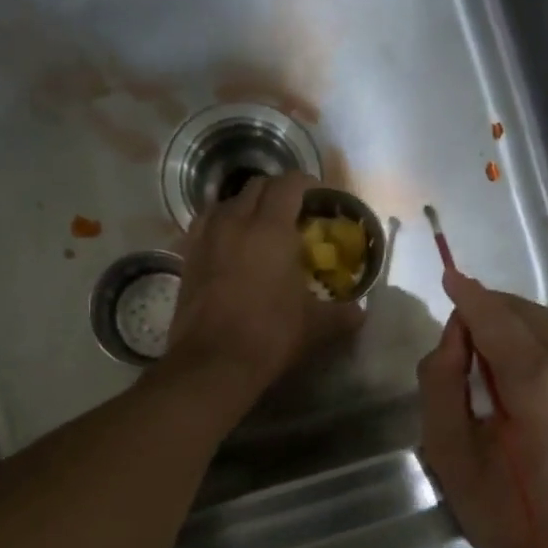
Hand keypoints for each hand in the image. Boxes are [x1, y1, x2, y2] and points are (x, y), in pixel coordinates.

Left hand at [167, 172, 362, 394]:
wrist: (212, 363)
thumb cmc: (270, 336)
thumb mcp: (316, 326)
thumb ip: (343, 314)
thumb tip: (361, 312)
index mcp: (271, 228)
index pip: (289, 184)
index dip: (307, 184)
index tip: (320, 199)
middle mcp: (236, 221)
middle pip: (257, 186)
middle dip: (278, 192)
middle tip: (295, 213)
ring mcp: (206, 237)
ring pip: (227, 202)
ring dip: (247, 206)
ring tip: (260, 227)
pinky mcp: (187, 256)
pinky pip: (206, 224)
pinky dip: (222, 224)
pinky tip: (230, 245)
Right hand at [417, 270, 547, 547]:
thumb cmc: (514, 520)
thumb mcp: (454, 458)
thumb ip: (441, 384)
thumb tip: (453, 336)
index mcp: (537, 379)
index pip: (493, 314)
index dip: (467, 294)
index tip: (448, 275)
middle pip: (525, 313)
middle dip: (490, 313)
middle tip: (460, 344)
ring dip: (516, 332)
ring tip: (490, 368)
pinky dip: (541, 351)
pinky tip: (526, 388)